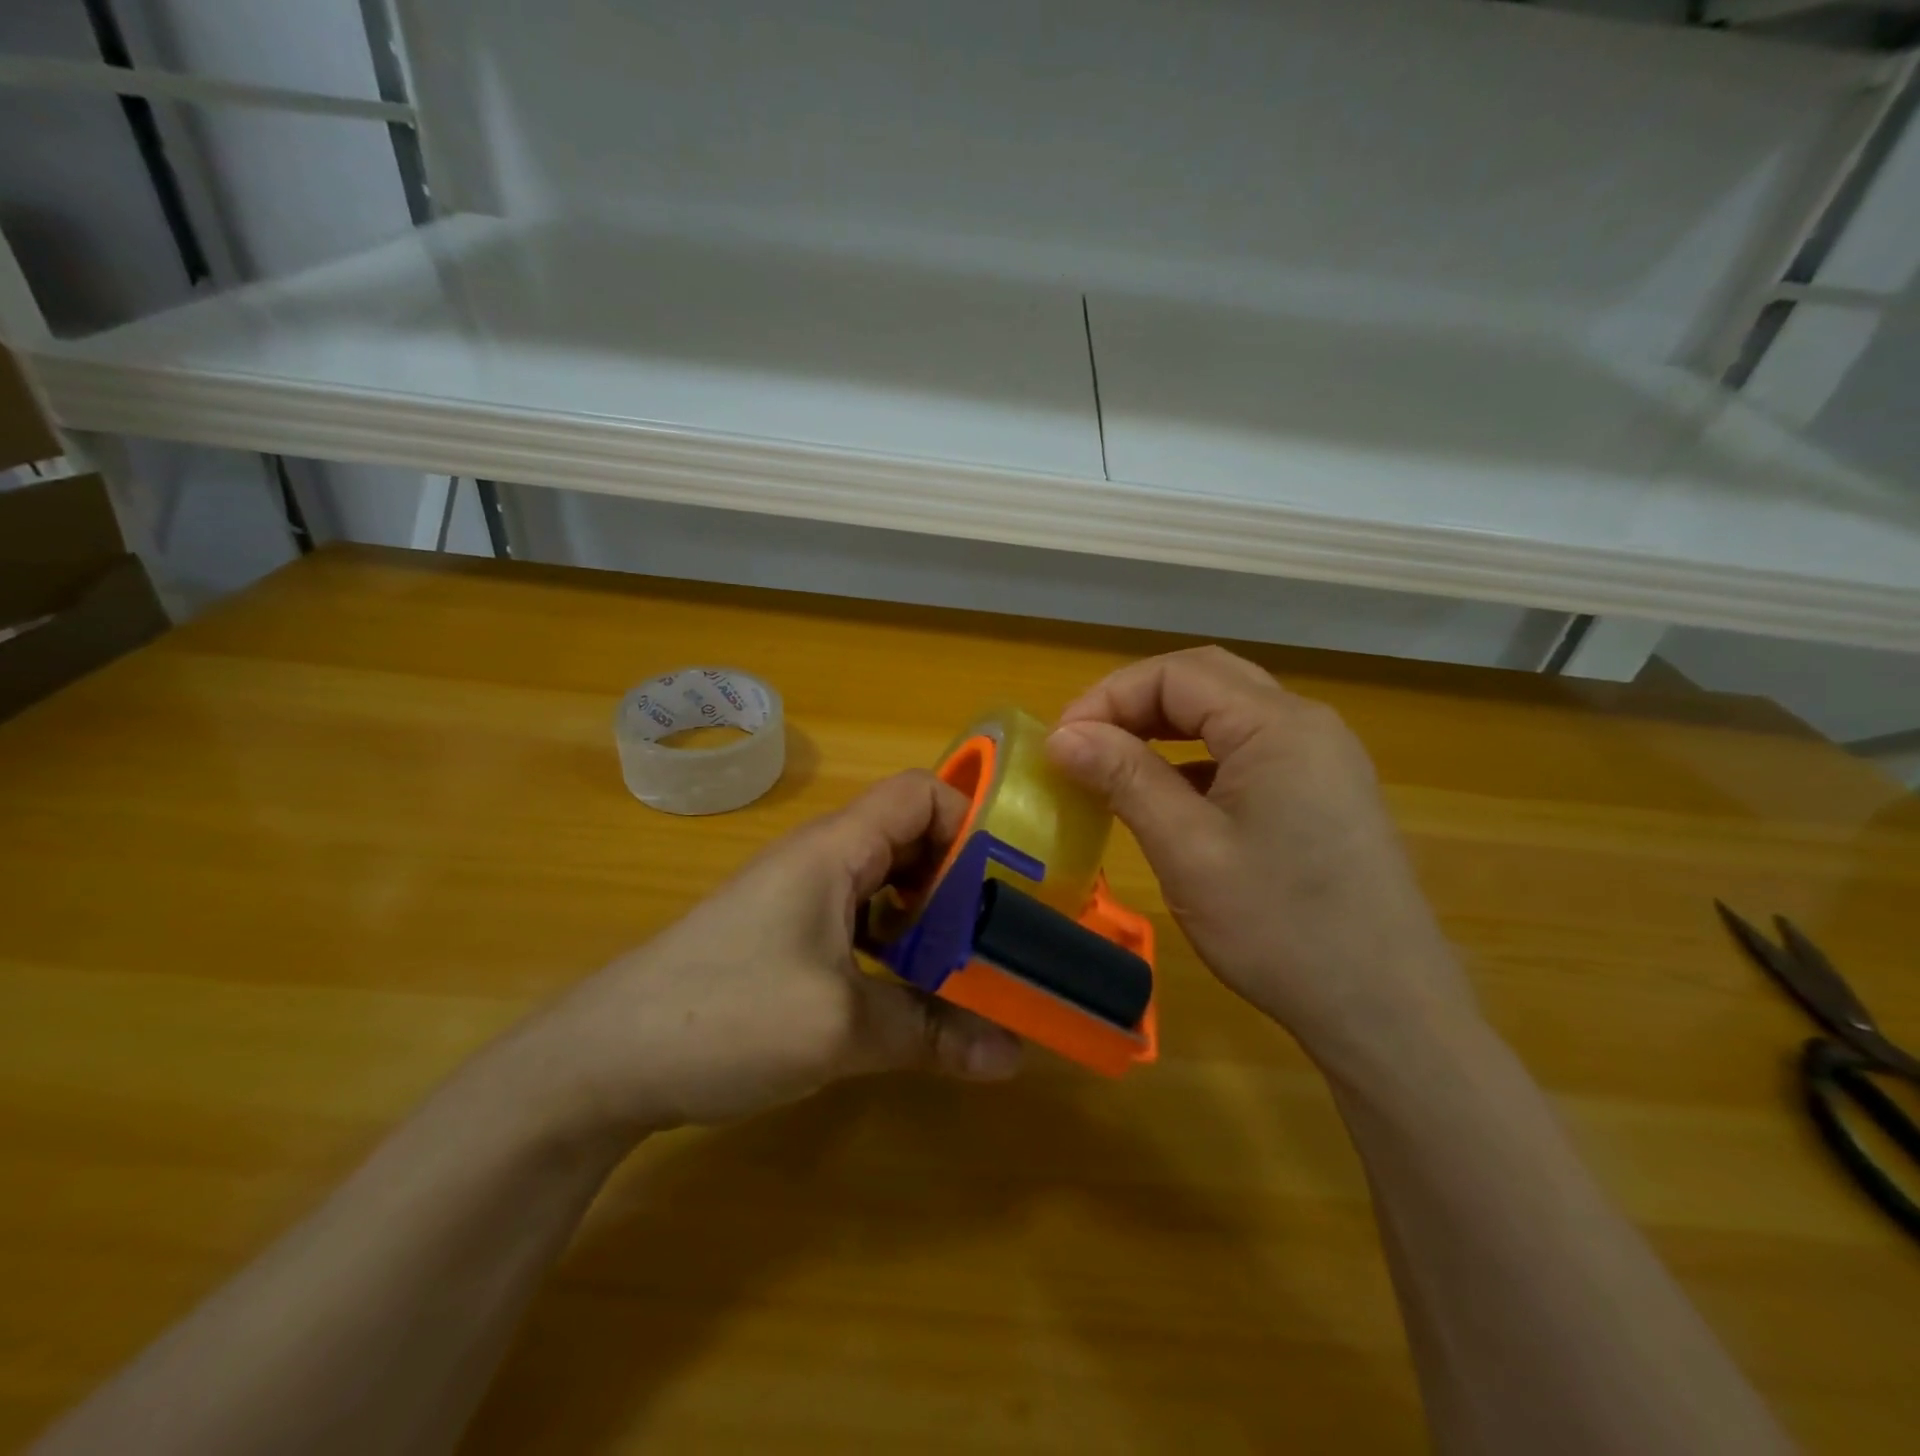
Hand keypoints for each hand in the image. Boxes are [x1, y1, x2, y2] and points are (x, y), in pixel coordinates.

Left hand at [528, 771, 1022, 1136]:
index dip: (970, 820)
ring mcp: (797, 900)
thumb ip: (931, 1033)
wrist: (604, 1060)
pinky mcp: (783, 939)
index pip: (919, 794)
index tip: (1010, 878)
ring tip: (969, 966)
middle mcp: (819, 861)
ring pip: (884, 885)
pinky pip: (857, 922)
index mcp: (834, 850)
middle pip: (908, 839)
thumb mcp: (840, 1028)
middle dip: (961, 878)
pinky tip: (908, 992)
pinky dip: (893, 945)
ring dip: (928, 918)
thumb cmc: (726, 1016)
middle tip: (1003, 932)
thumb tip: (1014, 1059)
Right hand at [1045, 646, 1479, 1075]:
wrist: (1387, 1010)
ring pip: (1228, 712)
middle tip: (1085, 744)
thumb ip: (1124, 778)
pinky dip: (1199, 756)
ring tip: (1117, 763)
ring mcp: (1323, 758)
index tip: (1062, 744)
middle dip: (1135, 702)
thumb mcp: (1187, 850)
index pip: (1175, 674)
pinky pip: (1250, 749)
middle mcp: (1307, 724)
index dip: (1108, 697)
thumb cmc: (1280, 928)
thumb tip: (1061, 735)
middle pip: (1205, 680)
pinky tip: (1174, 797)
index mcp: (1277, 725)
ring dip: (1166, 726)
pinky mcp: (1325, 791)